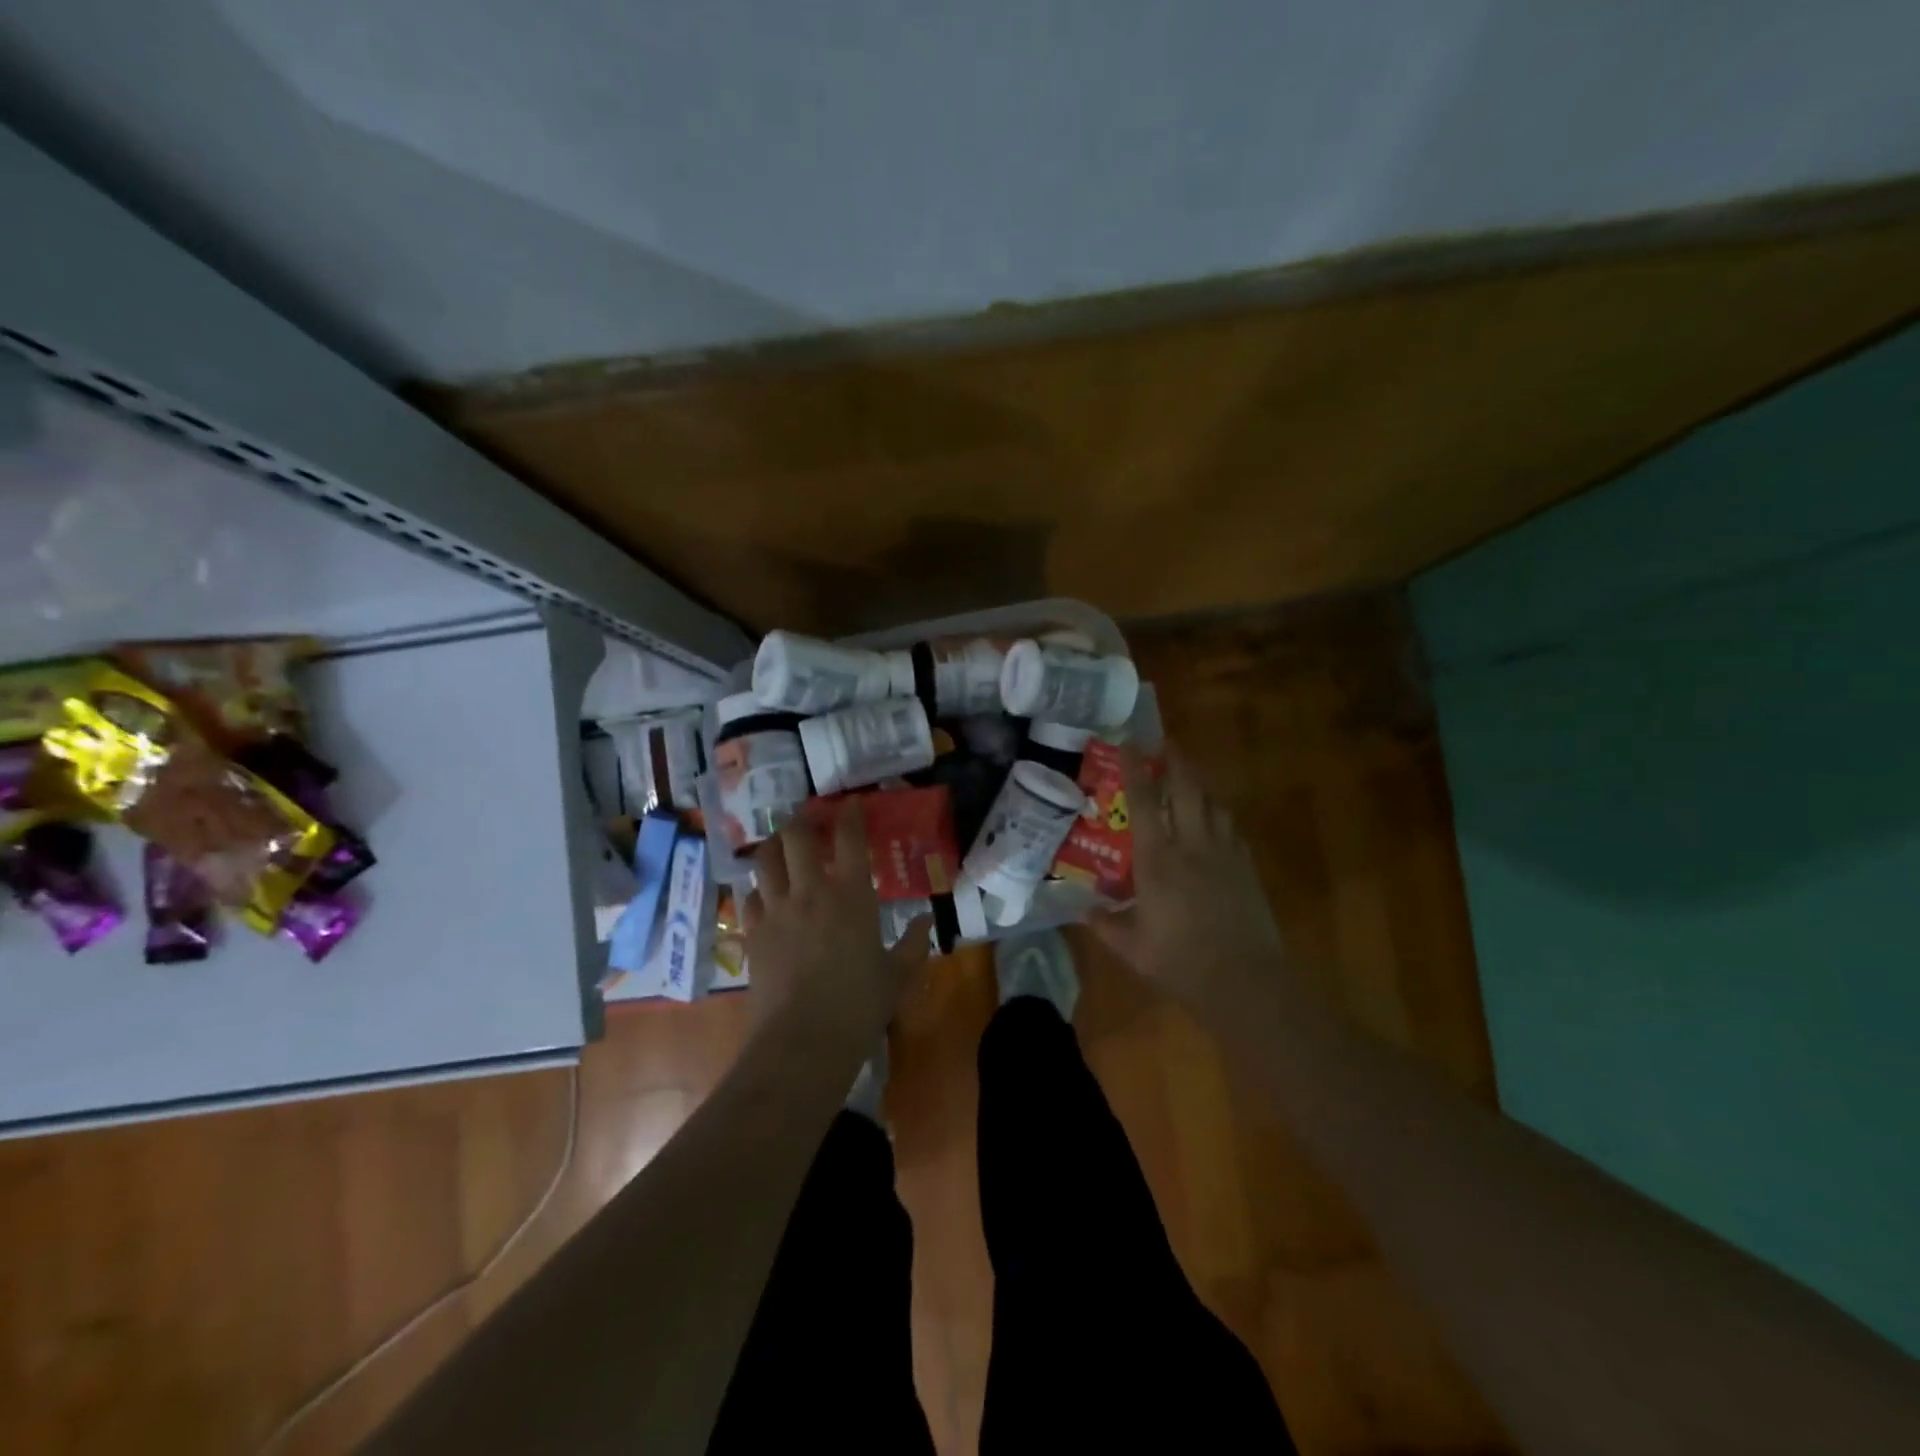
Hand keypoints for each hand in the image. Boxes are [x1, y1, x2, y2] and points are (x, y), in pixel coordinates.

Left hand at [742, 799, 928, 1031]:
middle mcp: (811, 891)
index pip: (850, 839)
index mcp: (852, 895)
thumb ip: (913, 944)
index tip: (850, 803)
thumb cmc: (860, 1005)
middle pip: (797, 837)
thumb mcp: (897, 975)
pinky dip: (757, 889)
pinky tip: (762, 894)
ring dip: (773, 846)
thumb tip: (925, 922)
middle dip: (801, 820)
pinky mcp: (753, 933)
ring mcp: (777, 910)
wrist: (804, 1040)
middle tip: (807, 819)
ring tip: (779, 845)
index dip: (850, 815)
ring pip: (766, 860)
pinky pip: (749, 898)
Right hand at [1090, 742, 1283, 1005]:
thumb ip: (1105, 925)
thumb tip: (1083, 910)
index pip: (1143, 803)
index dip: (1135, 769)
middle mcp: (1191, 846)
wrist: (1246, 981)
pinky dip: (1218, 815)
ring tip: (1188, 779)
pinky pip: (1230, 828)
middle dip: (1176, 760)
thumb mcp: (1132, 949)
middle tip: (1166, 743)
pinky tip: (1214, 822)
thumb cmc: (1181, 963)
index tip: (1129, 743)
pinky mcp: (1245, 868)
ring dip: (1199, 785)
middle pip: (1186, 789)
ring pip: (1212, 804)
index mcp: (1157, 861)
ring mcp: (1224, 854)